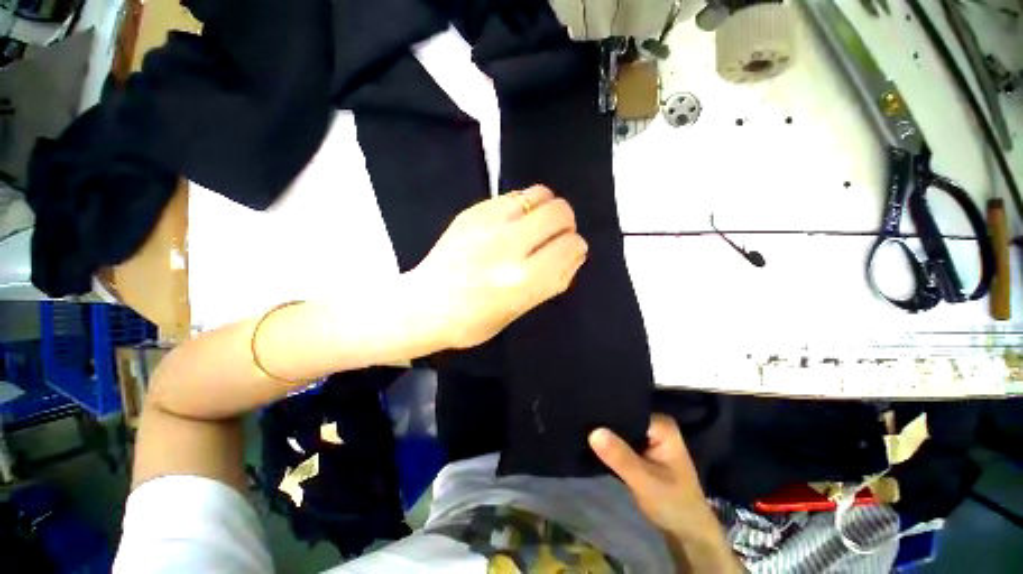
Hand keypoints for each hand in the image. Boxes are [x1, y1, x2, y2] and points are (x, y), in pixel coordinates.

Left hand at [409, 185, 587, 349]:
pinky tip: (511, 223)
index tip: (568, 253)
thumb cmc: (473, 321)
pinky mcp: (473, 211)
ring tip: (535, 225)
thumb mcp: (520, 311)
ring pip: (540, 194)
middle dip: (566, 224)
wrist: (424, 305)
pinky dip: (523, 206)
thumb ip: (553, 281)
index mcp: (523, 280)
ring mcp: (488, 223)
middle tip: (554, 237)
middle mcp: (509, 246)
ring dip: (546, 209)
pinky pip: (514, 195)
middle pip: (560, 213)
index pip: (571, 246)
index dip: (576, 248)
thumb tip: (575, 254)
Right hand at [590, 416, 741, 572]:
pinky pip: (619, 439)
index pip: (628, 409)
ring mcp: (647, 436)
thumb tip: (593, 432)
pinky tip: (591, 443)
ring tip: (582, 431)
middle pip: (622, 417)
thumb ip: (620, 457)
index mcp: (661, 425)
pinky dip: (608, 444)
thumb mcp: (645, 482)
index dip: (607, 414)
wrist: (686, 531)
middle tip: (581, 425)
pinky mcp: (640, 447)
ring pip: (619, 429)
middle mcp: (654, 424)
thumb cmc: (673, 504)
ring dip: (604, 434)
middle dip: (604, 424)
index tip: (586, 416)